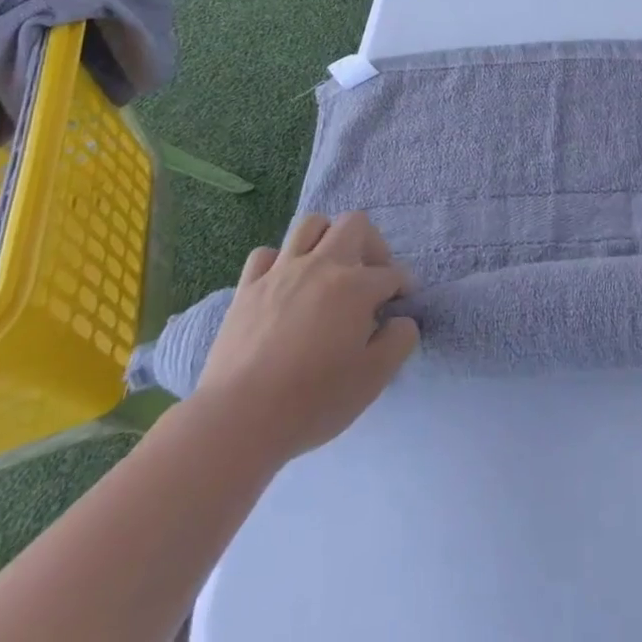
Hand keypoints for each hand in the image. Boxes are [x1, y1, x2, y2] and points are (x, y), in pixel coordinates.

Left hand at [191, 211, 419, 465]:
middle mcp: (322, 265)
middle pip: (354, 223)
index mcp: (356, 286)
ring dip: (327, 238)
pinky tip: (284, 284)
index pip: (392, 273)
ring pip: (310, 224)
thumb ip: (400, 341)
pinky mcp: (248, 287)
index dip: (403, 287)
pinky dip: (279, 262)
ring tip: (329, 268)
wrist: (239, 419)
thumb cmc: (312, 400)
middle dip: (372, 244)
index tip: (401, 304)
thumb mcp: (373, 379)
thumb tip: (402, 320)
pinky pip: (266, 255)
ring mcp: (282, 271)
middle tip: (370, 276)